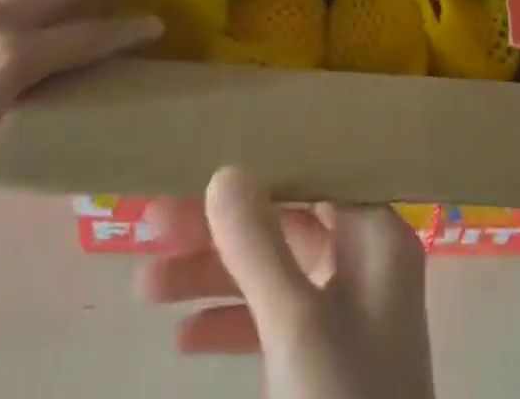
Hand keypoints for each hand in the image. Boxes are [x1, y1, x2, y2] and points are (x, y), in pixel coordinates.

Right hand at [140, 168, 435, 398]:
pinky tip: (182, 337)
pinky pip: (271, 321)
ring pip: (271, 272)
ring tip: (144, 284)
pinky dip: (230, 324)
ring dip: (212, 277)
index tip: (201, 160)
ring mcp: (344, 311)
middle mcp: (364, 260)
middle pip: (283, 222)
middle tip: (152, 223)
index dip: (259, 164)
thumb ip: (258, 246)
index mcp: (376, 235)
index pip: (313, 174)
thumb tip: (224, 171)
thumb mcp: (295, 325)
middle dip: (219, 229)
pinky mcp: (323, 359)